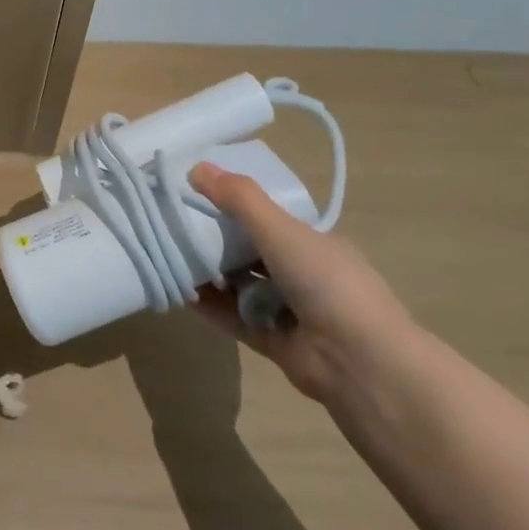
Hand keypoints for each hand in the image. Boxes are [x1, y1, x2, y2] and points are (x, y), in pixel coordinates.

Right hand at [188, 162, 415, 401]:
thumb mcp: (280, 230)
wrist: (359, 362)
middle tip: (173, 227)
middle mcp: (302, 275)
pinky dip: (208, 305)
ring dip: (208, 274)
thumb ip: (239, 199)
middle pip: (249, 252)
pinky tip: (179, 292)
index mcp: (313, 244)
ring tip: (169, 257)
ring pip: (238, 285)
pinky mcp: (272, 341)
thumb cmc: (326, 283)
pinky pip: (232, 317)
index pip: (268, 219)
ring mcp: (287, 310)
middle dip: (214, 241)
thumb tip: (196, 167)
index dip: (234, 206)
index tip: (195, 195)